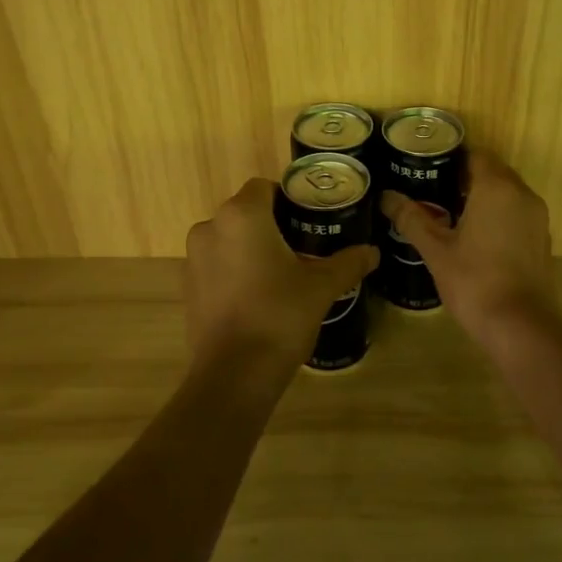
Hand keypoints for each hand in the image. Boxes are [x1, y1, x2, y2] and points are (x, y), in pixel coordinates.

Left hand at [184, 179, 377, 375]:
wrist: (234, 374)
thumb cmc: (280, 315)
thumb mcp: (322, 287)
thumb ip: (347, 263)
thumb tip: (372, 252)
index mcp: (242, 216)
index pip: (264, 187)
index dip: (288, 199)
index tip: (309, 221)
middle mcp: (211, 227)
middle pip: (246, 212)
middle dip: (272, 225)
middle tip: (304, 248)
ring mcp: (194, 258)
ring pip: (229, 239)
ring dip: (252, 248)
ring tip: (283, 274)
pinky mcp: (188, 287)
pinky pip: (217, 264)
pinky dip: (235, 271)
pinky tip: (259, 297)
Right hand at [380, 151, 556, 334]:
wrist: (521, 326)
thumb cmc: (474, 281)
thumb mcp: (436, 250)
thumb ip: (412, 219)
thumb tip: (386, 197)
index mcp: (495, 188)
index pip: (476, 155)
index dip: (453, 157)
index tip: (429, 166)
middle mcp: (522, 194)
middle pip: (493, 171)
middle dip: (466, 177)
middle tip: (434, 189)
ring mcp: (537, 217)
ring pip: (508, 193)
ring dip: (484, 197)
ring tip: (451, 213)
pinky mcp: (543, 239)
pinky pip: (518, 213)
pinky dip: (499, 215)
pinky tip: (477, 237)